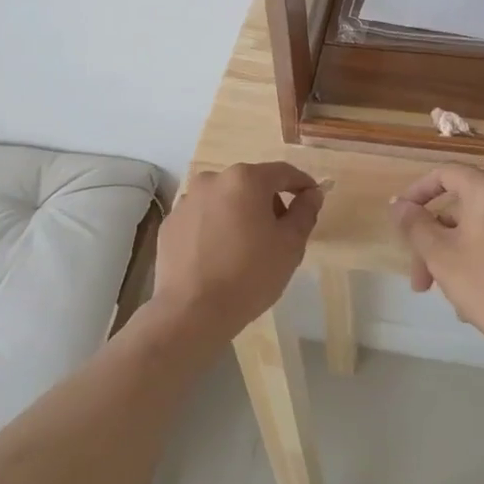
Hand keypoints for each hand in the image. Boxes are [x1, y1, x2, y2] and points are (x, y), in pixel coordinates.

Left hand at [152, 162, 323, 343]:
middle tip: (280, 233)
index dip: (302, 184)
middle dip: (269, 202)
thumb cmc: (250, 275)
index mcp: (245, 179)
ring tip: (246, 247)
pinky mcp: (170, 223)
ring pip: (225, 200)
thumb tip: (312, 194)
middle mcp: (213, 180)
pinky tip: (219, 256)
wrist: (192, 311)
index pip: (283, 172)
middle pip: (251, 184)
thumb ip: (305, 212)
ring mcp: (187, 201)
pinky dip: (215, 228)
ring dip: (239, 213)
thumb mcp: (290, 245)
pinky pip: (202, 218)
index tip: (312, 199)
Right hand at [390, 164, 483, 360]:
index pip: (445, 174)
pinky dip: (477, 260)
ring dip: (452, 256)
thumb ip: (415, 225)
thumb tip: (398, 204)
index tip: (401, 219)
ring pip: (477, 229)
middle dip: (433, 242)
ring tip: (447, 297)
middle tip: (420, 281)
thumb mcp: (440, 255)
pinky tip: (470, 300)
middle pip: (459, 207)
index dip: (417, 193)